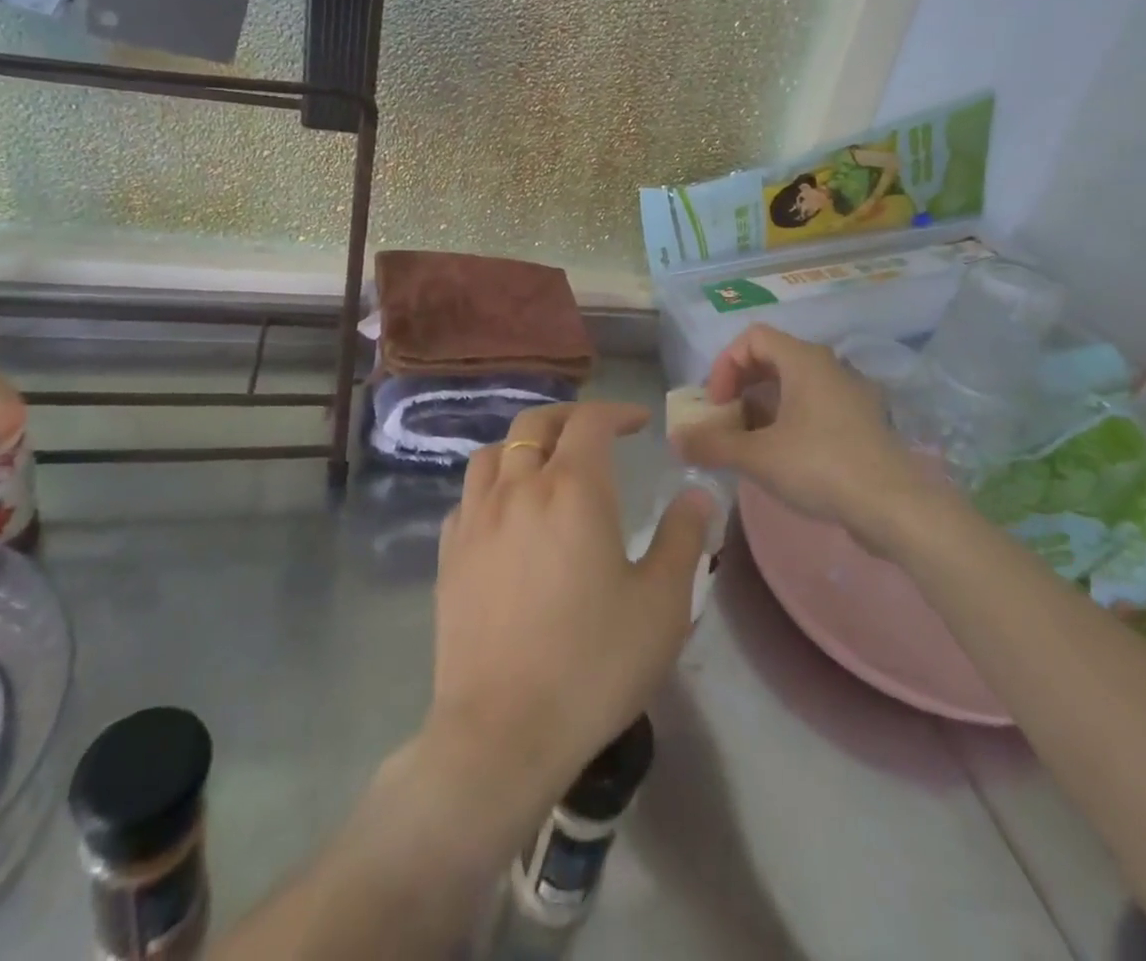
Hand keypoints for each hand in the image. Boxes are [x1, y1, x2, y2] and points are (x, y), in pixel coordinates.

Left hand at [421, 402, 711, 842]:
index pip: (590, 421)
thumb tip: (696, 493)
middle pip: (535, 424)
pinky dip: (492, 486)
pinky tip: (506, 514)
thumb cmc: (594, 664)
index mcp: (572, 489)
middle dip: (569, 418)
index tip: (639, 423)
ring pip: (492, 453)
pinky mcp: (449, 555)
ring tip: (546, 465)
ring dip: (523, 445)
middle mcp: (518, 489)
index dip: (617, 412)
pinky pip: (468, 497)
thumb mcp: (661, 603)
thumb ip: (683, 538)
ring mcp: (475, 520)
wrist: (502, 733)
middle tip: (596, 433)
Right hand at [673, 326, 934, 555]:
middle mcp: (828, 367)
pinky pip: (814, 408)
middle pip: (772, 359)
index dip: (725, 365)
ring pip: (793, 386)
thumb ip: (712, 445)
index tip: (717, 403)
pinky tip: (780, 459)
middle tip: (725, 421)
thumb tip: (675, 441)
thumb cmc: (821, 466)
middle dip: (740, 388)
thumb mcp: (758, 457)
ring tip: (747, 445)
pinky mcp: (860, 422)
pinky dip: (788, 422)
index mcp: (804, 360)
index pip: (753, 337)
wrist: (896, 506)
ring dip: (762, 408)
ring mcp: (848, 394)